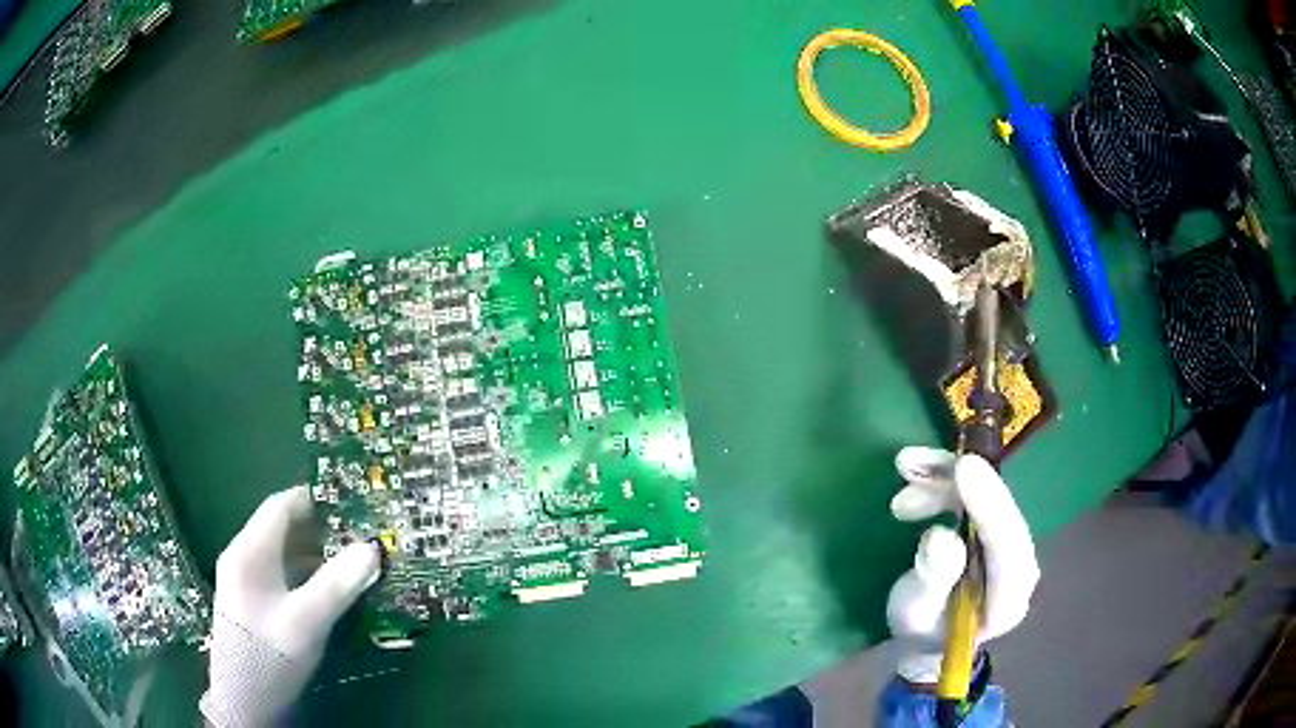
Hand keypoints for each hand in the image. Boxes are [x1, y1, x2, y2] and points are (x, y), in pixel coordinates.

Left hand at [200, 487, 381, 726]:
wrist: (244, 699)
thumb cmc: (271, 654)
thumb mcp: (307, 621)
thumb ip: (337, 584)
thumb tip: (371, 548)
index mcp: (249, 552)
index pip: (279, 507)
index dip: (313, 500)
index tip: (349, 503)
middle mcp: (242, 557)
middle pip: (280, 529)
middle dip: (319, 529)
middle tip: (358, 535)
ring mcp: (245, 581)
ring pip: (281, 554)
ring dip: (314, 554)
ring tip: (351, 561)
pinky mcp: (251, 602)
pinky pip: (280, 575)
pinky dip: (304, 574)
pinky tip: (327, 590)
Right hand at [885, 447, 1039, 684]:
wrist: (927, 637)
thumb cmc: (920, 630)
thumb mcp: (916, 612)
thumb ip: (932, 579)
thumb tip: (940, 537)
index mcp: (1009, 597)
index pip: (1008, 546)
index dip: (989, 505)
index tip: (963, 468)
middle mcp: (1020, 565)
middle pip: (1000, 512)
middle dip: (956, 483)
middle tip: (909, 465)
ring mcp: (1010, 544)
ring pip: (989, 496)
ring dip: (946, 477)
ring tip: (904, 469)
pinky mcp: (997, 529)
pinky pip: (980, 494)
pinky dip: (949, 477)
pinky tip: (918, 471)